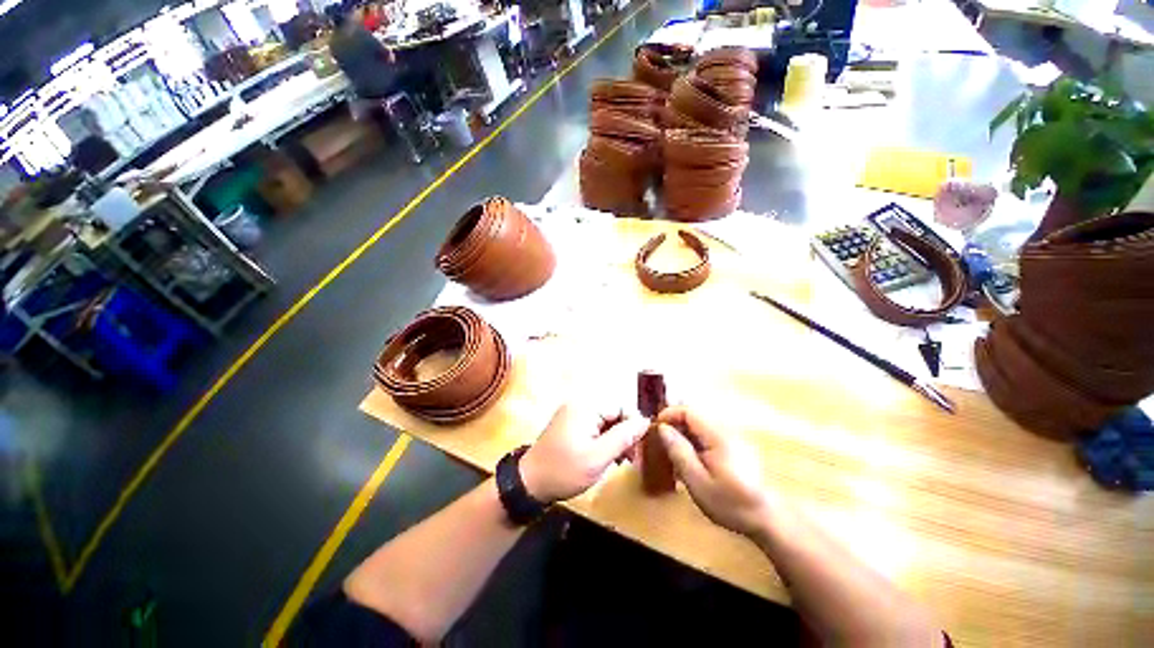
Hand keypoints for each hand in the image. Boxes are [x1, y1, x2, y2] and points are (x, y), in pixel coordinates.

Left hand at [521, 404, 647, 503]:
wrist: (529, 483)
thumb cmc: (565, 470)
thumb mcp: (598, 457)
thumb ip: (623, 437)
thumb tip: (645, 420)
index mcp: (586, 407)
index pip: (620, 406)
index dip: (633, 425)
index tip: (639, 448)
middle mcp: (579, 404)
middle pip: (613, 413)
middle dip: (624, 434)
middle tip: (630, 459)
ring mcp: (573, 414)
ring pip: (605, 421)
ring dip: (615, 439)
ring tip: (621, 461)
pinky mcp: (570, 424)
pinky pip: (594, 426)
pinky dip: (603, 440)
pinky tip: (607, 457)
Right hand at [656, 406, 772, 537]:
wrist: (766, 519)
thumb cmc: (730, 503)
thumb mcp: (698, 481)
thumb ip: (679, 452)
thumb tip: (662, 428)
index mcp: (717, 435)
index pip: (688, 411)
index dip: (668, 415)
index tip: (654, 429)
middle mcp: (724, 430)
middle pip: (692, 417)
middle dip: (672, 426)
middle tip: (658, 444)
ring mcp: (729, 438)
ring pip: (697, 427)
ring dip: (681, 435)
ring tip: (670, 456)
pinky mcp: (731, 447)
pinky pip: (705, 436)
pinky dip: (692, 444)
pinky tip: (688, 463)